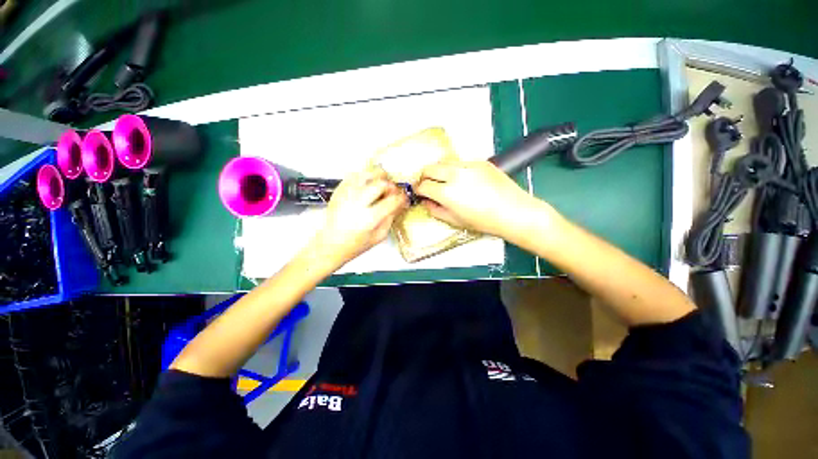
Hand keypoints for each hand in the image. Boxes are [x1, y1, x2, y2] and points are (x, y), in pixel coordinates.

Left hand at [307, 168, 407, 268]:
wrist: (331, 243)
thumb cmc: (355, 244)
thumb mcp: (380, 236)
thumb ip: (391, 218)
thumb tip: (400, 203)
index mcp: (369, 219)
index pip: (392, 201)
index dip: (402, 198)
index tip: (404, 198)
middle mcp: (357, 203)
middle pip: (381, 184)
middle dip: (391, 186)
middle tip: (393, 192)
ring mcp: (346, 195)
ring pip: (367, 174)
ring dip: (378, 177)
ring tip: (381, 185)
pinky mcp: (339, 191)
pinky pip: (354, 175)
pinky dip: (365, 177)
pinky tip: (368, 185)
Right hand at [416, 160, 553, 238]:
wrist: (514, 212)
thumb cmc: (485, 221)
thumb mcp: (456, 221)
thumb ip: (436, 210)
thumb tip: (427, 202)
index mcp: (447, 192)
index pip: (424, 185)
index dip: (418, 189)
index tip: (419, 192)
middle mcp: (455, 175)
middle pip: (430, 168)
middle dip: (425, 176)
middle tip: (428, 185)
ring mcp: (469, 166)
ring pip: (444, 162)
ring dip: (439, 171)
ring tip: (445, 182)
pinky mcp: (481, 162)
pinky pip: (461, 162)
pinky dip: (456, 170)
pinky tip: (464, 180)